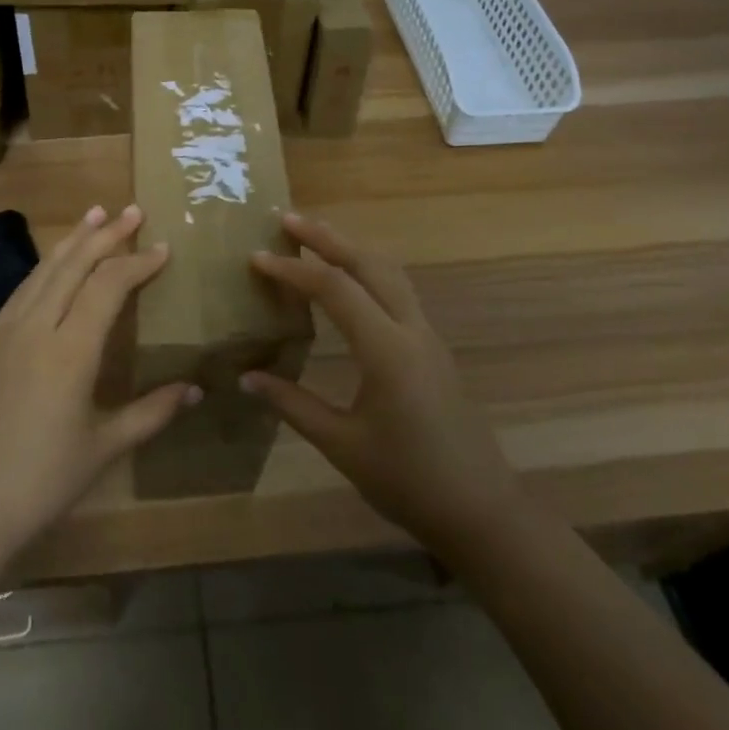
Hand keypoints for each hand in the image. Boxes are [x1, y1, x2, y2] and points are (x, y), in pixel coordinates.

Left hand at [0, 204, 199, 554]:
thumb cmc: (44, 479)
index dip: (137, 262)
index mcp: (70, 351)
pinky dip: (45, 268)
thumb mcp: (105, 447)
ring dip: (72, 241)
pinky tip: (53, 265)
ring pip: (43, 271)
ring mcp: (7, 333)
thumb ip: (152, 412)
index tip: (162, 248)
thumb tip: (196, 390)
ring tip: (93, 215)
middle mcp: (36, 328)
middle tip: (132, 210)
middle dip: (105, 235)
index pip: (107, 286)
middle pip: (74, 266)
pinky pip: (22, 290)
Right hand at [241, 213, 518, 549]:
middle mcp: (410, 330)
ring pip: (389, 272)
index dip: (292, 270)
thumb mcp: (342, 445)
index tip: (256, 258)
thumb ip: (293, 404)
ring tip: (315, 236)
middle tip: (287, 219)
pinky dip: (368, 270)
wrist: (482, 510)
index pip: (334, 289)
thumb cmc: (409, 481)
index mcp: (387, 351)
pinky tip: (348, 280)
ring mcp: (427, 336)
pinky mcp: (432, 348)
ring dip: (351, 248)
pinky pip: (398, 291)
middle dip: (327, 237)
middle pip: (368, 264)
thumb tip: (246, 379)